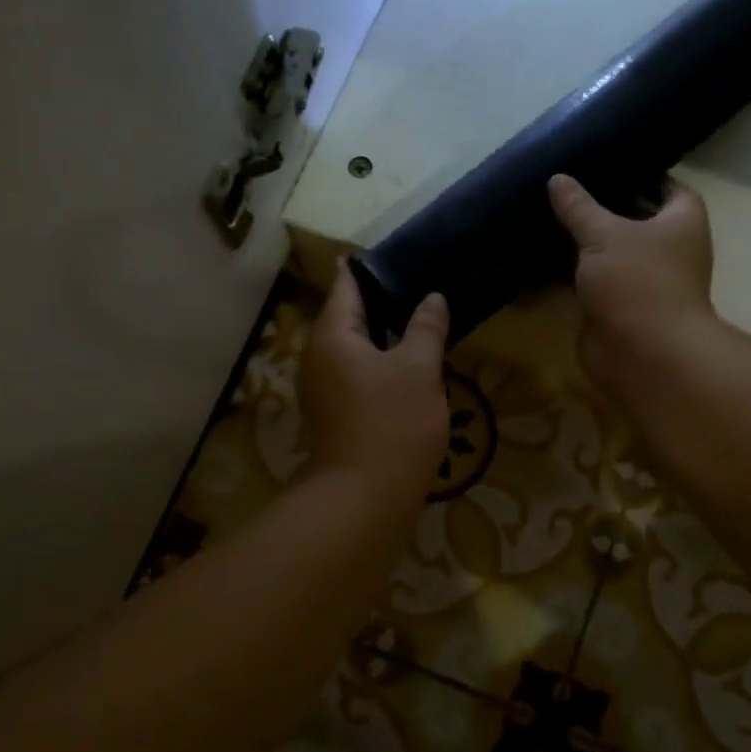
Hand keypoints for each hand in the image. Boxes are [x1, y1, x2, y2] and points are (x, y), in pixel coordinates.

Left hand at [298, 262, 449, 506]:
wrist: (364, 497)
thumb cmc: (392, 423)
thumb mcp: (419, 369)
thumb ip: (426, 328)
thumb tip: (432, 298)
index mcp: (332, 336)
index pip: (346, 287)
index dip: (366, 269)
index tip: (390, 254)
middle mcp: (317, 357)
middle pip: (346, 317)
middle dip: (378, 301)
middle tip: (414, 284)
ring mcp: (322, 388)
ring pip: (351, 348)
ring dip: (379, 335)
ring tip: (415, 320)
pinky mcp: (333, 413)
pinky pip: (353, 373)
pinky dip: (376, 362)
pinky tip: (404, 365)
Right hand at [547, 172, 716, 397]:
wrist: (642, 353)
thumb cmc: (637, 281)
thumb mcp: (604, 234)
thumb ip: (579, 206)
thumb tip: (557, 178)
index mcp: (682, 221)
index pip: (666, 186)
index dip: (639, 173)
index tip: (605, 163)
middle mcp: (669, 249)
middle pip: (636, 219)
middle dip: (604, 206)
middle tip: (566, 186)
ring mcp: (643, 281)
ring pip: (611, 252)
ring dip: (585, 241)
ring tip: (549, 213)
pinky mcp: (618, 307)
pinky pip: (594, 280)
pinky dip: (573, 271)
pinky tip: (543, 254)